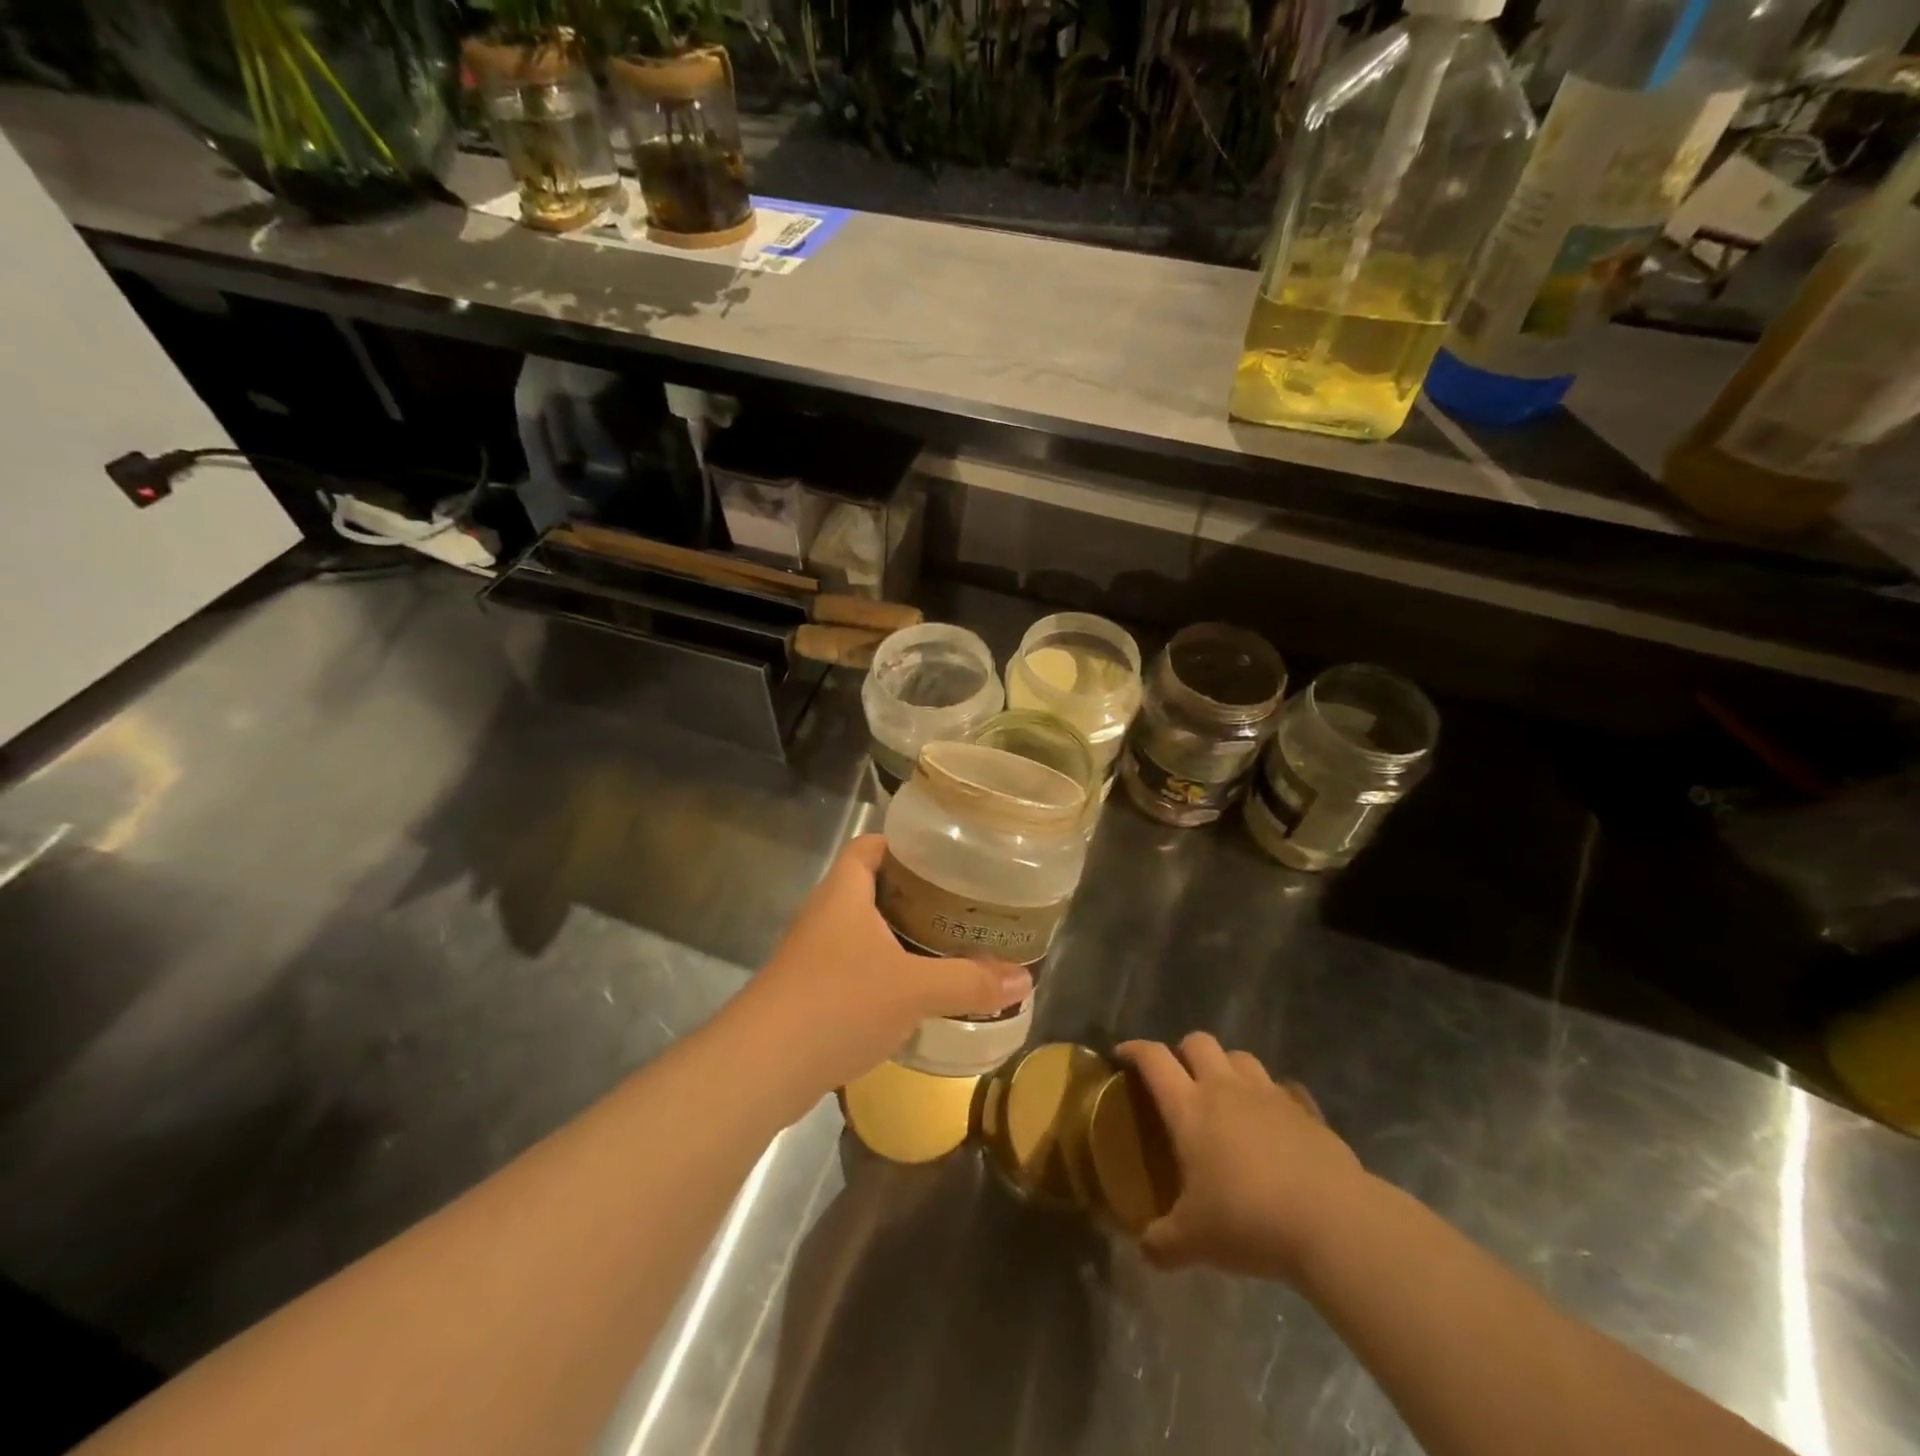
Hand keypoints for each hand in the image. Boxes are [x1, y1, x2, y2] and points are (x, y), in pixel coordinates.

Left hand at [744, 835, 1031, 1092]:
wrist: (761, 1067)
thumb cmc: (838, 1003)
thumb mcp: (913, 989)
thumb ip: (969, 982)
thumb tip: (1026, 980)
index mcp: (844, 892)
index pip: (871, 846)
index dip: (905, 845)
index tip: (945, 857)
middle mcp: (825, 915)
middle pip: (870, 888)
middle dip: (913, 895)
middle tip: (959, 905)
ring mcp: (812, 955)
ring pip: (862, 931)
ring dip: (897, 937)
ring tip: (944, 946)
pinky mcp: (807, 992)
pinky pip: (852, 968)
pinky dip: (881, 973)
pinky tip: (911, 994)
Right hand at [1117, 1033, 1372, 1283]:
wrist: (1331, 1223)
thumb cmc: (1248, 1221)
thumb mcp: (1195, 1241)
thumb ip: (1163, 1243)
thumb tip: (1145, 1249)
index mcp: (1189, 1107)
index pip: (1153, 1059)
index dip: (1134, 1050)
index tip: (1122, 1055)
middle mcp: (1225, 1088)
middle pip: (1198, 1042)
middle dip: (1183, 1051)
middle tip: (1179, 1078)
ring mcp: (1270, 1095)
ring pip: (1241, 1057)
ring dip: (1227, 1066)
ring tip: (1225, 1094)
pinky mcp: (1306, 1110)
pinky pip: (1285, 1088)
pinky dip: (1274, 1096)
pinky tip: (1275, 1120)